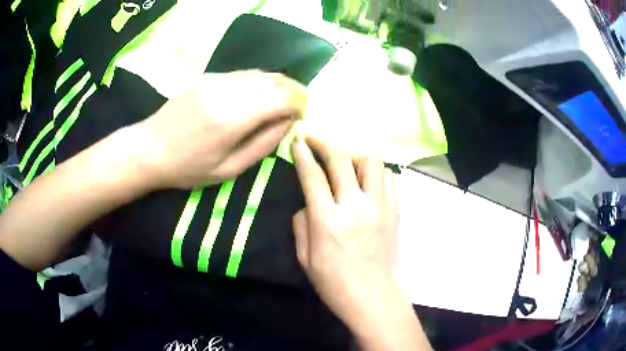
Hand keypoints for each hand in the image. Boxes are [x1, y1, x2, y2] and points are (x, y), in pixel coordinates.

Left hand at [133, 70, 306, 189]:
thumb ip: (263, 145)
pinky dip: (259, 82)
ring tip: (282, 100)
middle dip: (295, 91)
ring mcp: (216, 80)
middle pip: (275, 80)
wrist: (149, 148)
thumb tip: (289, 123)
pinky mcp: (208, 76)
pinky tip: (257, 95)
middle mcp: (227, 91)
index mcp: (232, 119)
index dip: (300, 104)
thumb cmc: (188, 168)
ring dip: (278, 84)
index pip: (282, 98)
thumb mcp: (229, 170)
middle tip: (299, 106)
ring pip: (260, 74)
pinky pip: (243, 74)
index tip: (304, 115)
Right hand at [291, 137, 398, 326]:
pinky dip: (375, 172)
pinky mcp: (395, 210)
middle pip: (341, 159)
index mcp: (327, 221)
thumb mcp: (305, 258)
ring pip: (372, 161)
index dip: (303, 154)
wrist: (374, 296)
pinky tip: (367, 181)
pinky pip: (388, 177)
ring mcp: (379, 206)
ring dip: (354, 155)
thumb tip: (308, 203)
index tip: (298, 140)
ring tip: (346, 162)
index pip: (313, 176)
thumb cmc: (335, 283)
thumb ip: (301, 224)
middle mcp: (355, 206)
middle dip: (325, 143)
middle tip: (315, 140)